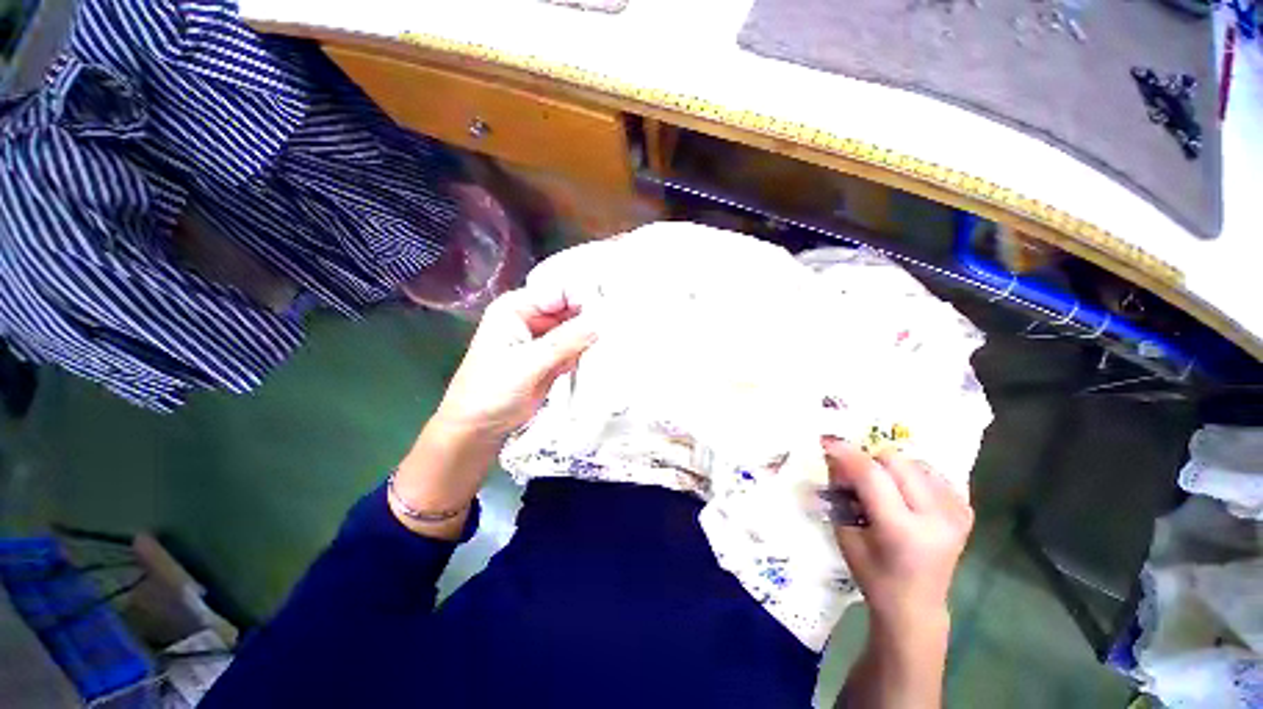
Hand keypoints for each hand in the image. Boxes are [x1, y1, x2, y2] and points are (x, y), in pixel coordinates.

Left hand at [435, 286, 597, 439]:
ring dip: (591, 336)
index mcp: (517, 308)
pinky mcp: (552, 357)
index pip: (558, 290)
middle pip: (570, 308)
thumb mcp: (526, 364)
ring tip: (611, 343)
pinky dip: (587, 352)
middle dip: (591, 317)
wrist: (479, 428)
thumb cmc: (491, 392)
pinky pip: (576, 347)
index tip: (608, 311)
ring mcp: (543, 338)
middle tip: (616, 328)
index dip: (583, 296)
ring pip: (576, 328)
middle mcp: (532, 317)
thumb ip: (564, 342)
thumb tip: (599, 323)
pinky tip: (598, 357)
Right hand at [822, 437, 973, 631]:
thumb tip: (835, 456)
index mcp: (902, 530)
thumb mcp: (845, 533)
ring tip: (884, 489)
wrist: (917, 606)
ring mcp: (956, 513)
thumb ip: (840, 491)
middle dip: (869, 461)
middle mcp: (936, 518)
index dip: (846, 453)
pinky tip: (906, 493)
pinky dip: (913, 475)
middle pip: (896, 460)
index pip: (871, 475)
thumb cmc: (873, 575)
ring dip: (891, 468)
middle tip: (857, 478)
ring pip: (915, 461)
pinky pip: (934, 472)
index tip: (826, 441)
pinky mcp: (966, 510)